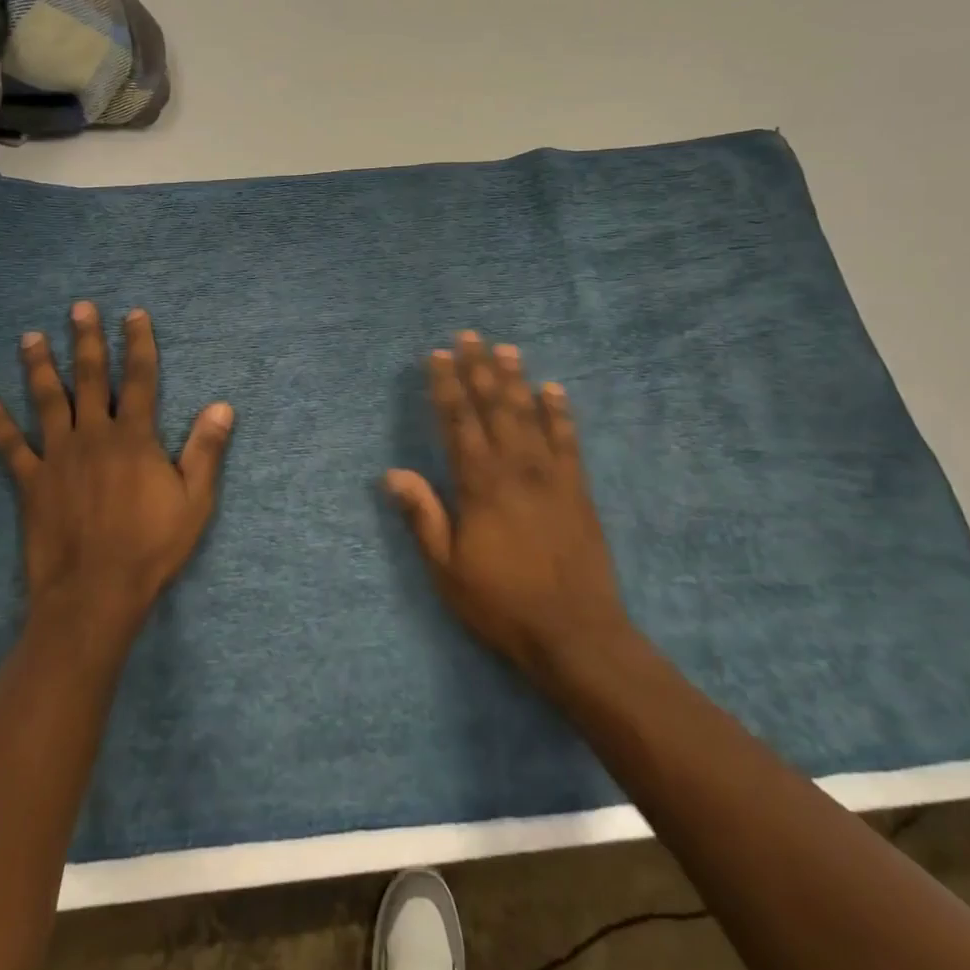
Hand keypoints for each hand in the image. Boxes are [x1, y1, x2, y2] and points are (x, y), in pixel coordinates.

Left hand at [0, 302, 234, 638]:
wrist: (96, 593)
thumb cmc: (151, 547)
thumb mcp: (195, 501)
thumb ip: (206, 450)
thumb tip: (222, 406)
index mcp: (135, 438)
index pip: (140, 379)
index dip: (139, 344)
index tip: (134, 314)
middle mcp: (94, 436)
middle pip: (90, 378)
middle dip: (87, 340)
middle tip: (79, 308)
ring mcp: (58, 457)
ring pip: (47, 401)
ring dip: (40, 366)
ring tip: (31, 336)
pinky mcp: (32, 483)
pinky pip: (10, 447)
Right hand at [385, 332, 635, 689]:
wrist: (575, 633)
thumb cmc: (502, 603)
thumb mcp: (447, 570)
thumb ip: (423, 517)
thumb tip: (392, 473)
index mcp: (478, 483)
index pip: (456, 421)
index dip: (445, 385)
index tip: (437, 354)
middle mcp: (514, 467)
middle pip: (493, 406)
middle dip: (479, 368)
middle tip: (470, 335)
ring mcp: (550, 475)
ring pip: (529, 414)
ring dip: (516, 379)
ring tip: (506, 349)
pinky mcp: (577, 488)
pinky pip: (568, 440)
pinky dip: (560, 412)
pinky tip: (554, 390)